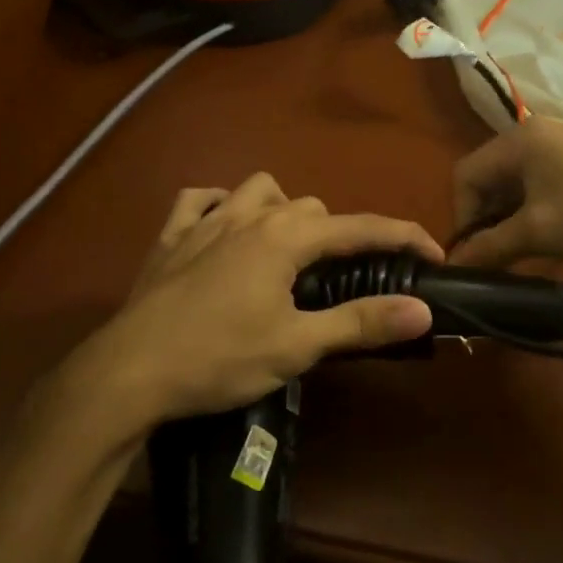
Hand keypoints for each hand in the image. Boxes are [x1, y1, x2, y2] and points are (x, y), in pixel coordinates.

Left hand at [67, 173, 440, 429]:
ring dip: (281, 210)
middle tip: (346, 276)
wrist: (130, 371)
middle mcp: (248, 216)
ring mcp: (204, 222)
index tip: (432, 253)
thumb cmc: (219, 358)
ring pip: (257, 191)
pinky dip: (217, 206)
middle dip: (338, 234)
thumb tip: (422, 308)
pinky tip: (221, 227)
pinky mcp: (170, 238)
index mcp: (285, 238)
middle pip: (311, 207)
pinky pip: (198, 200)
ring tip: (286, 249)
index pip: (359, 228)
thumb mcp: (297, 346)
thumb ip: (361, 322)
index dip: (401, 236)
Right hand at [448, 117, 562, 269]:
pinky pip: (537, 189)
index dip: (461, 216)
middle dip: (483, 220)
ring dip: (506, 221)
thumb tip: (451, 267)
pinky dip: (530, 215)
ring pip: (513, 187)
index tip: (473, 254)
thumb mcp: (539, 233)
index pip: (466, 175)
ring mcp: (559, 149)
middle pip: (488, 179)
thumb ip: (489, 247)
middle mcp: (534, 135)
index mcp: (519, 140)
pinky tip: (539, 242)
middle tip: (492, 259)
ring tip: (514, 256)